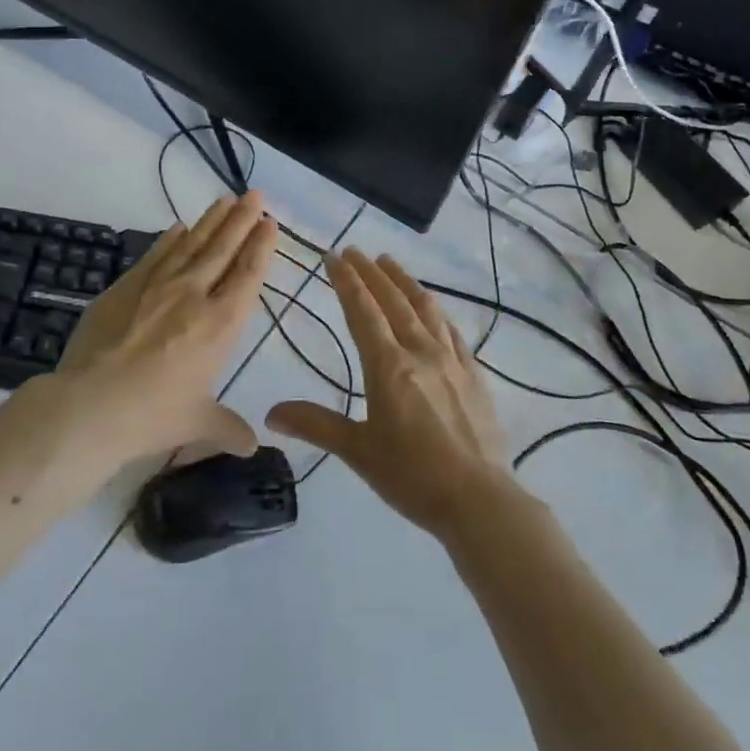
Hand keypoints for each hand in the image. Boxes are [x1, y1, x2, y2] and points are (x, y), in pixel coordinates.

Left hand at [42, 193, 276, 471]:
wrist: (91, 404)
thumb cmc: (154, 415)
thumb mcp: (198, 423)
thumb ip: (228, 428)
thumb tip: (252, 446)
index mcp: (220, 324)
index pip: (248, 275)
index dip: (261, 247)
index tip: (269, 223)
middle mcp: (194, 295)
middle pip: (223, 249)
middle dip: (241, 220)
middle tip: (254, 195)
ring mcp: (157, 286)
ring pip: (191, 244)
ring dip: (210, 221)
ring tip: (224, 200)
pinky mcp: (125, 286)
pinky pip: (155, 255)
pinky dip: (169, 239)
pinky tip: (177, 227)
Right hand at [267, 248, 513, 538]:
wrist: (479, 500)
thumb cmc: (411, 476)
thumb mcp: (357, 451)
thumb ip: (315, 424)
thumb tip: (270, 414)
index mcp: (388, 366)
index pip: (362, 311)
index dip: (346, 281)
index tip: (333, 256)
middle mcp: (419, 351)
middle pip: (392, 300)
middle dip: (370, 272)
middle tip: (354, 250)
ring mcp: (451, 359)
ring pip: (425, 307)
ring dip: (404, 281)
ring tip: (389, 262)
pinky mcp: (473, 373)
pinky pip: (451, 329)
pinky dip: (435, 310)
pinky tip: (432, 307)